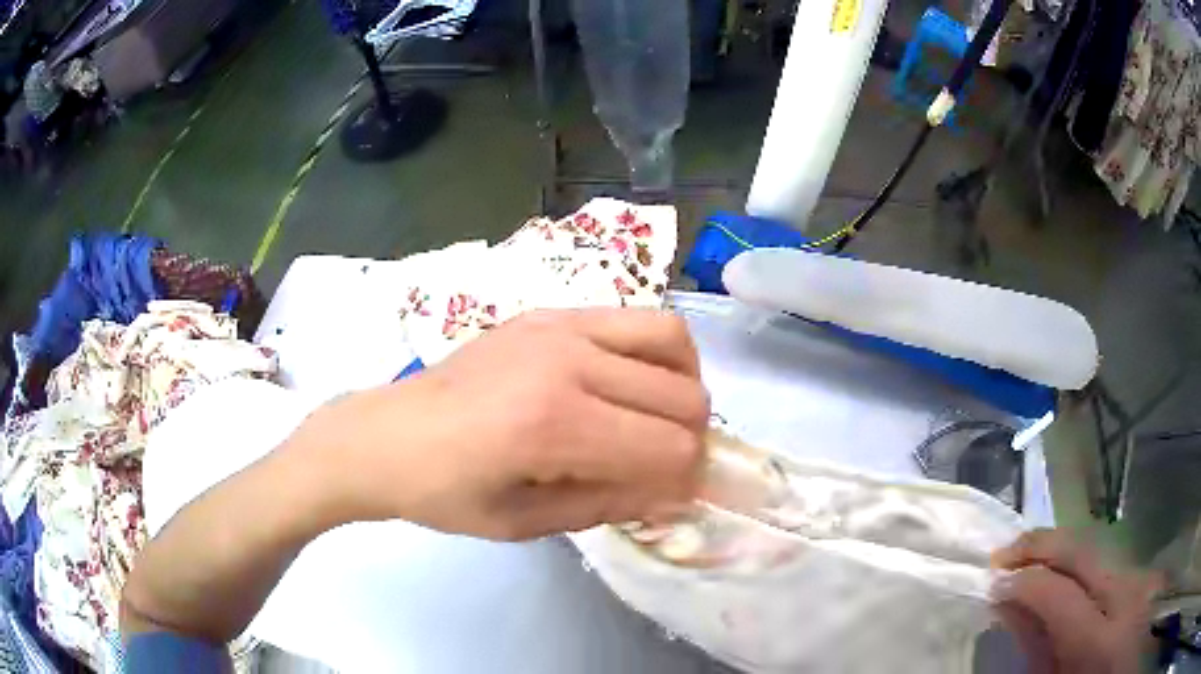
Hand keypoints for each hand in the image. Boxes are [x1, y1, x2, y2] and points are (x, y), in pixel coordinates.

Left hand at [304, 308, 709, 539]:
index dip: (685, 480)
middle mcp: (567, 362)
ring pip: (672, 341)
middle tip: (666, 465)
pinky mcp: (549, 313)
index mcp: (554, 426)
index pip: (670, 449)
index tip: (672, 497)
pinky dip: (654, 354)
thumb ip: (610, 505)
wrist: (387, 435)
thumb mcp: (525, 523)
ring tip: (659, 416)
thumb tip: (675, 494)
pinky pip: (633, 319)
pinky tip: (629, 382)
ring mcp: (559, 326)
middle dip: (692, 440)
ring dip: (684, 386)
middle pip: (684, 396)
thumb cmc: (445, 492)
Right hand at [991, 529, 1159, 672]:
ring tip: (1033, 563)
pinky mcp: (1149, 572)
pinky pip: (1114, 564)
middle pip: (1084, 551)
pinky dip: (1087, 568)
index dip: (1024, 582)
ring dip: (1062, 553)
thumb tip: (1011, 608)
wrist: (1119, 672)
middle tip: (1005, 552)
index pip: (1059, 594)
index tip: (994, 582)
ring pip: (1101, 552)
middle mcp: (1128, 596)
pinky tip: (1073, 580)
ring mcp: (1143, 578)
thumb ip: (1038, 650)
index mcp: (1099, 644)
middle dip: (1041, 544)